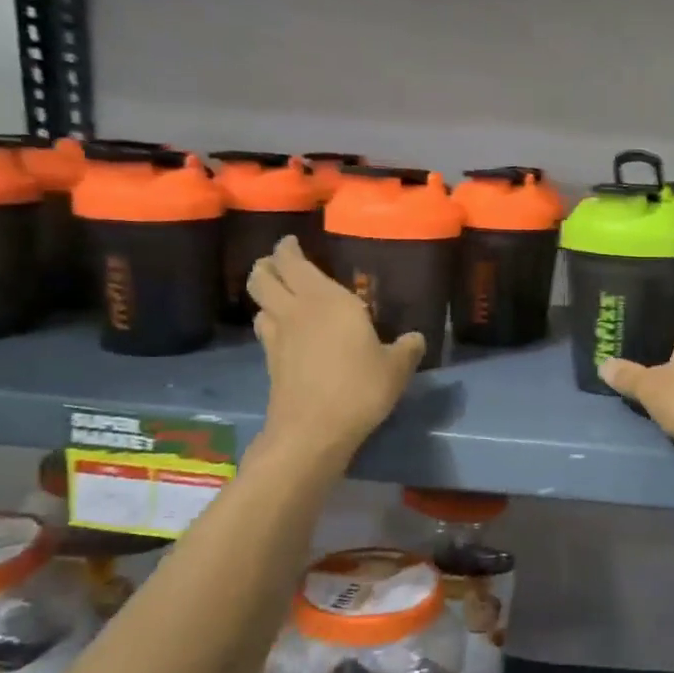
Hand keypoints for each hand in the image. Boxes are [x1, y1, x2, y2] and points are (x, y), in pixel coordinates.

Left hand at [247, 239, 424, 462]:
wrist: (313, 430)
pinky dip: (272, 323)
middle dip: (268, 264)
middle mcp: (296, 310)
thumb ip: (407, 348)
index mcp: (327, 299)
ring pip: (259, 303)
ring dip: (267, 294)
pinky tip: (290, 333)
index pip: (293, 261)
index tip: (293, 242)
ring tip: (284, 296)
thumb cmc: (359, 388)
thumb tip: (415, 338)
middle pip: (263, 276)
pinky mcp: (271, 362)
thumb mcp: (396, 368)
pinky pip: (266, 330)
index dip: (288, 247)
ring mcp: (278, 337)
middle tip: (282, 263)